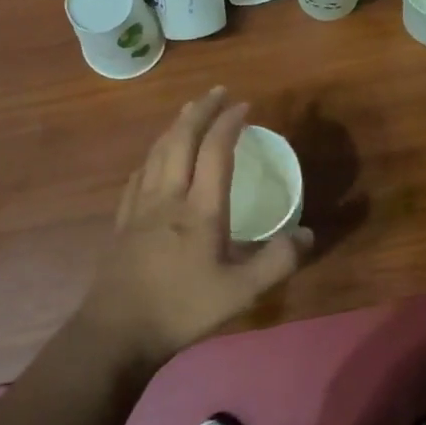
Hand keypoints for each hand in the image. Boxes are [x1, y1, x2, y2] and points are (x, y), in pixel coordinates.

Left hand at [79, 87, 312, 364]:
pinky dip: (153, 153)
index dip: (229, 123)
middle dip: (200, 110)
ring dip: (175, 125)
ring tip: (189, 111)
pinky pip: (140, 172)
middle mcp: (169, 196)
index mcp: (200, 209)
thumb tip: (308, 233)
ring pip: (157, 151)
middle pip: (181, 139)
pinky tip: (155, 157)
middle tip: (217, 92)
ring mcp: (141, 206)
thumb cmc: (182, 309)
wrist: (117, 331)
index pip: (215, 151)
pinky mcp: (124, 219)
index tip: (244, 105)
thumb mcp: (241, 293)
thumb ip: (277, 261)